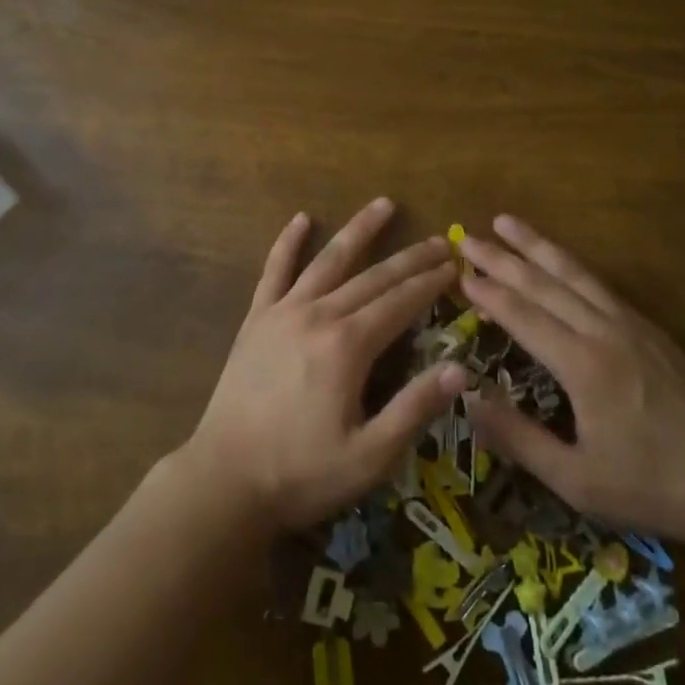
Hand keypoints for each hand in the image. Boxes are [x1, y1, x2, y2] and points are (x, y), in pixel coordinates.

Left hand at [182, 200, 467, 535]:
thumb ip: (414, 408)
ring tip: (383, 204)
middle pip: (373, 277)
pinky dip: (288, 242)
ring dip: (358, 231)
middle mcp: (319, 315)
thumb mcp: (370, 456)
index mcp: (348, 346)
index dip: (430, 283)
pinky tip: (301, 219)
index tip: (454, 266)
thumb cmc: (302, 473)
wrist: (225, 480)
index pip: (401, 303)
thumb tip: (459, 369)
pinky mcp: (256, 319)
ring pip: (328, 260)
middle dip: (410, 258)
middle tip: (440, 241)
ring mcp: (283, 312)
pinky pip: (274, 270)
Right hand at [459, 215, 684, 567]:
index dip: (488, 294)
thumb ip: (519, 438)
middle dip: (502, 258)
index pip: (523, 316)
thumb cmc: (649, 485)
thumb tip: (468, 399)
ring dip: (537, 246)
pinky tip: (558, 259)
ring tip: (507, 222)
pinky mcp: (649, 328)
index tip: (459, 274)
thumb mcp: (575, 480)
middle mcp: (603, 332)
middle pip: (544, 283)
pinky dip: (570, 264)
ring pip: (574, 273)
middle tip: (469, 238)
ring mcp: (630, 324)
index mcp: (582, 365)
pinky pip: (599, 285)